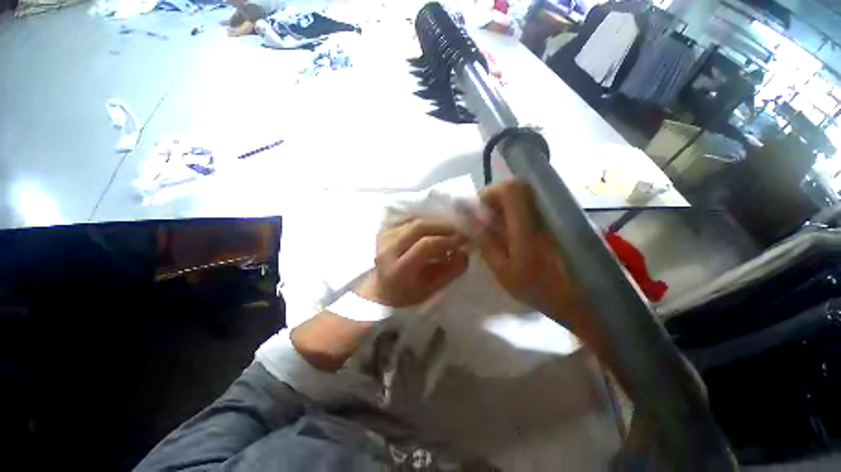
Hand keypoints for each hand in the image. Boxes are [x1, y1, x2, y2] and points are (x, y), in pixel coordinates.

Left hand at [355, 219, 468, 306]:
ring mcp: (384, 236)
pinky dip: (424, 219)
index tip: (464, 240)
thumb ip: (450, 271)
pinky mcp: (384, 228)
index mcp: (398, 269)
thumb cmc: (408, 294)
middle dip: (443, 227)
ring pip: (414, 219)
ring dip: (435, 222)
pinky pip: (408, 217)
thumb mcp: (432, 290)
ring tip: (448, 230)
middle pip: (419, 227)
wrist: (382, 289)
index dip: (447, 240)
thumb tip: (465, 252)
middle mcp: (387, 249)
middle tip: (459, 232)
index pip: (425, 245)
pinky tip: (433, 227)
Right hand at [475, 180, 586, 324]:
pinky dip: (513, 212)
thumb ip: (486, 244)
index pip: (510, 191)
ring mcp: (547, 216)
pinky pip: (528, 206)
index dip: (490, 194)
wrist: (576, 298)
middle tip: (484, 218)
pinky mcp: (552, 220)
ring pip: (522, 195)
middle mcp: (539, 215)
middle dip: (495, 198)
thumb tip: (470, 222)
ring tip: (493, 225)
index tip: (478, 210)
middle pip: (516, 188)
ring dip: (503, 205)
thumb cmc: (536, 288)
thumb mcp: (502, 270)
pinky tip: (508, 230)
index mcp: (525, 227)